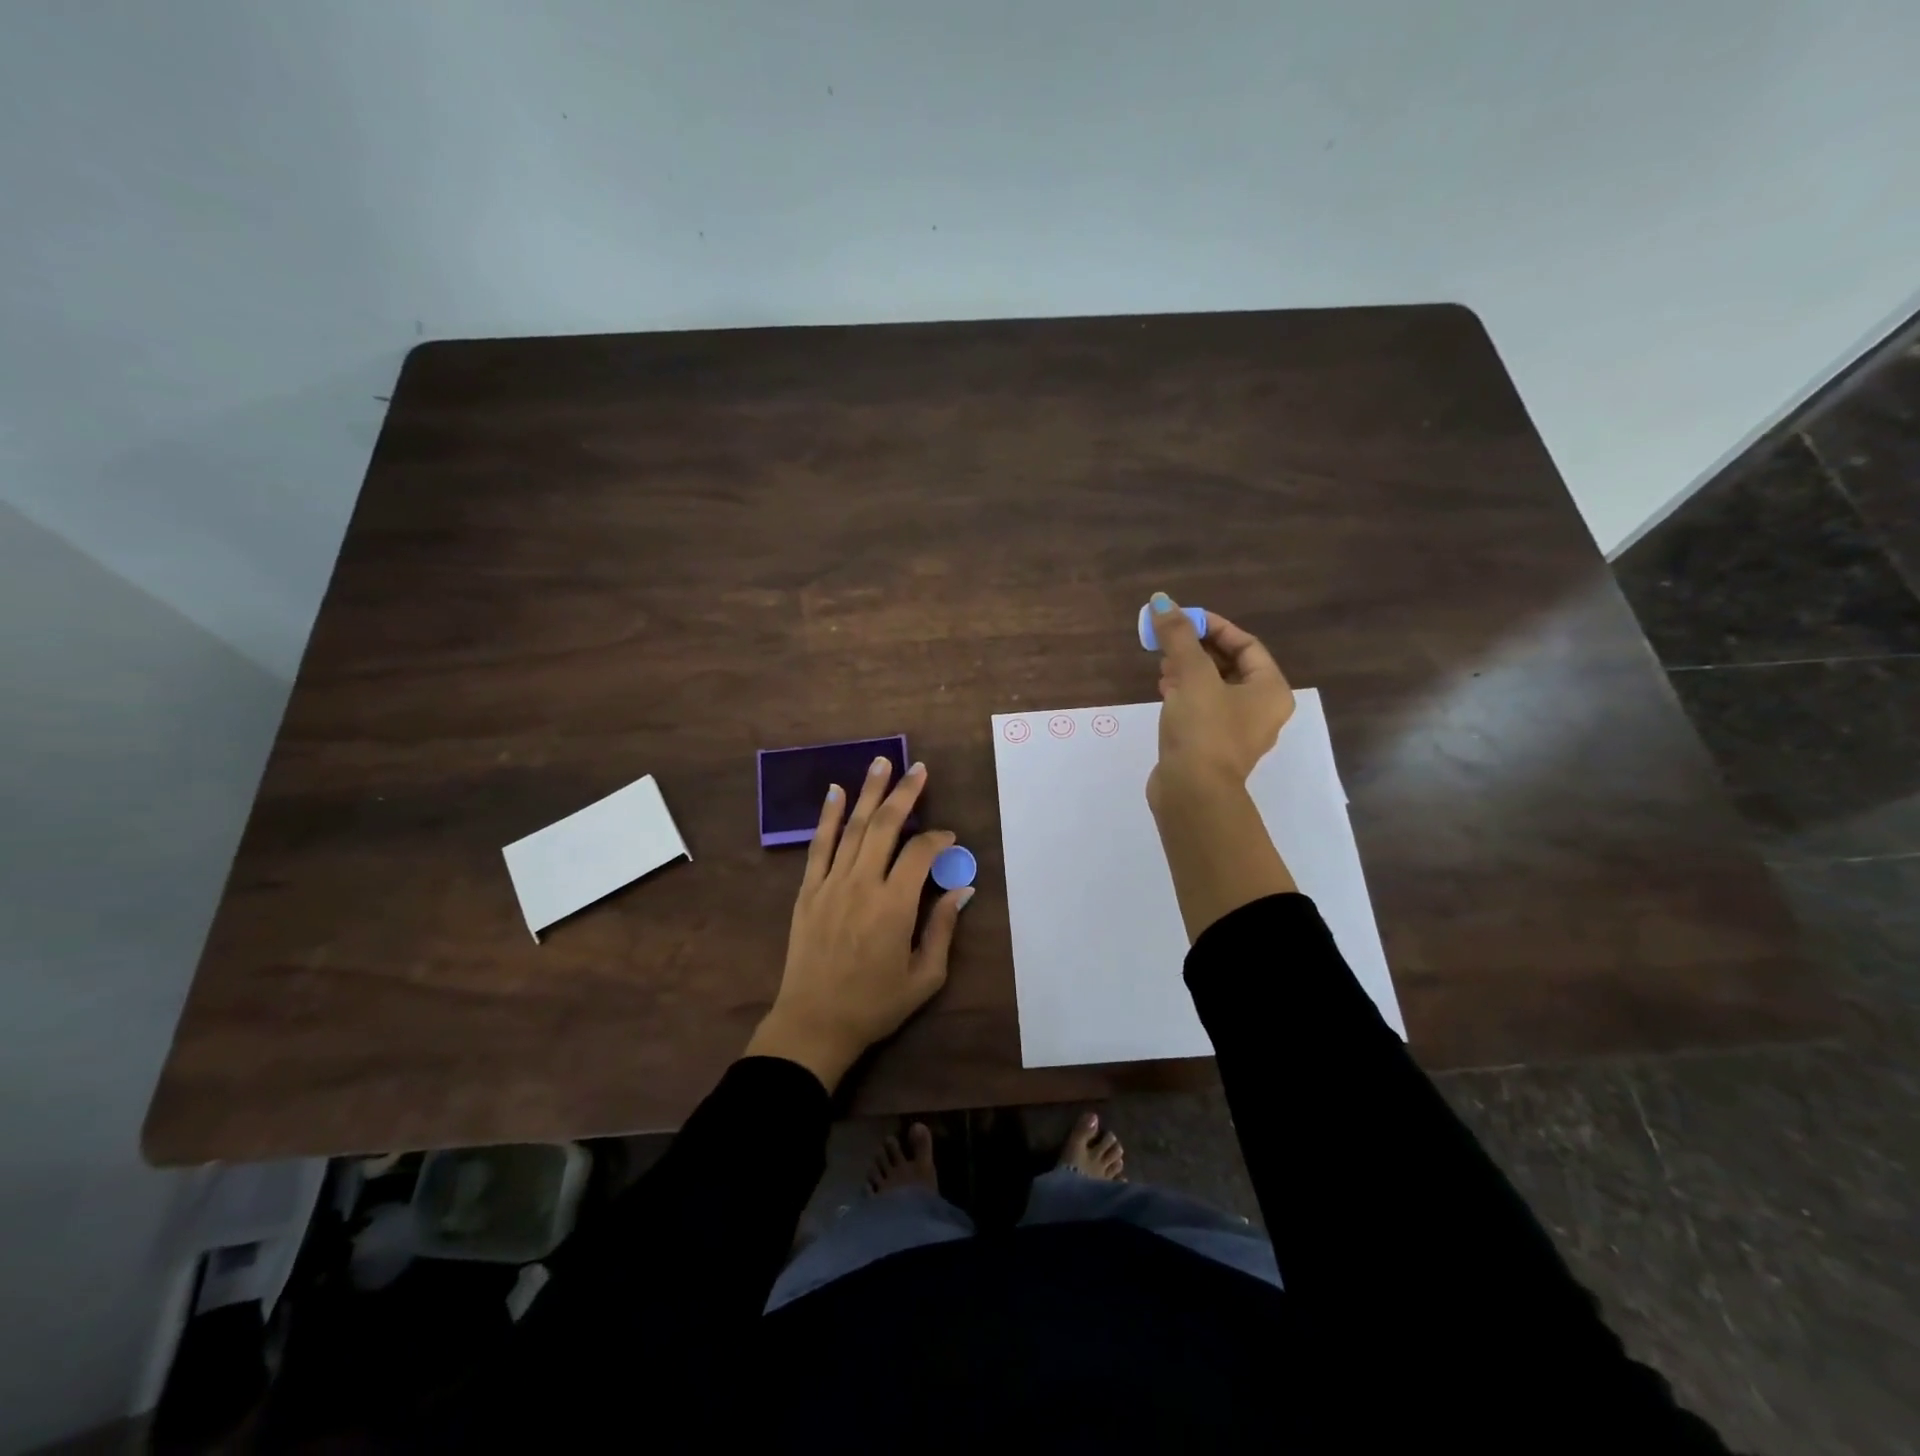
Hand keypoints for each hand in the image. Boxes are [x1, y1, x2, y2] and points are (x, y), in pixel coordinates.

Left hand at [745, 756, 973, 1090]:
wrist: (814, 1023)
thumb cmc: (875, 1004)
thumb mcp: (924, 977)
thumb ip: (943, 928)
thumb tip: (962, 889)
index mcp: (894, 906)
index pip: (920, 854)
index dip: (938, 840)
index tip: (950, 839)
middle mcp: (862, 884)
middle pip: (885, 827)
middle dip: (905, 794)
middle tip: (918, 768)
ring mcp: (831, 884)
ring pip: (853, 828)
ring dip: (869, 793)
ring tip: (881, 762)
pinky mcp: (808, 890)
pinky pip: (819, 845)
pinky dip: (827, 816)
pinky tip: (836, 791)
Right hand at [1145, 591, 1294, 806]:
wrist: (1192, 792)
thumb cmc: (1203, 729)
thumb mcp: (1192, 675)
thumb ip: (1179, 636)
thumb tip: (1162, 600)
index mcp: (1270, 690)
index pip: (1247, 645)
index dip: (1215, 627)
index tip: (1184, 618)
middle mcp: (1261, 710)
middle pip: (1231, 666)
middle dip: (1198, 649)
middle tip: (1170, 640)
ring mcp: (1237, 731)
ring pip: (1215, 688)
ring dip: (1189, 671)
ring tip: (1162, 664)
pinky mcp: (1213, 747)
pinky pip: (1203, 709)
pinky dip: (1185, 694)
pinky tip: (1163, 689)